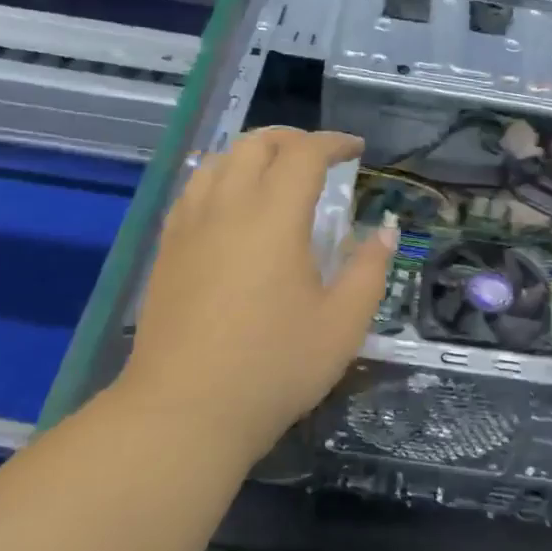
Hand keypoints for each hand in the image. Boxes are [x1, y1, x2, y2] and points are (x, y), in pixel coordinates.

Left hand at [118, 128, 396, 460]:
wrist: (185, 410)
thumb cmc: (274, 367)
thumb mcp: (342, 324)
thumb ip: (369, 269)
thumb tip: (384, 229)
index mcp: (274, 217)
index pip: (305, 154)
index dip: (334, 143)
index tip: (356, 150)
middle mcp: (227, 206)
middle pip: (255, 144)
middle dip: (292, 139)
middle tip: (320, 158)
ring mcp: (189, 226)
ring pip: (218, 161)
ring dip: (252, 154)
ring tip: (275, 175)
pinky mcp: (167, 249)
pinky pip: (193, 190)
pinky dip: (220, 178)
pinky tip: (231, 206)